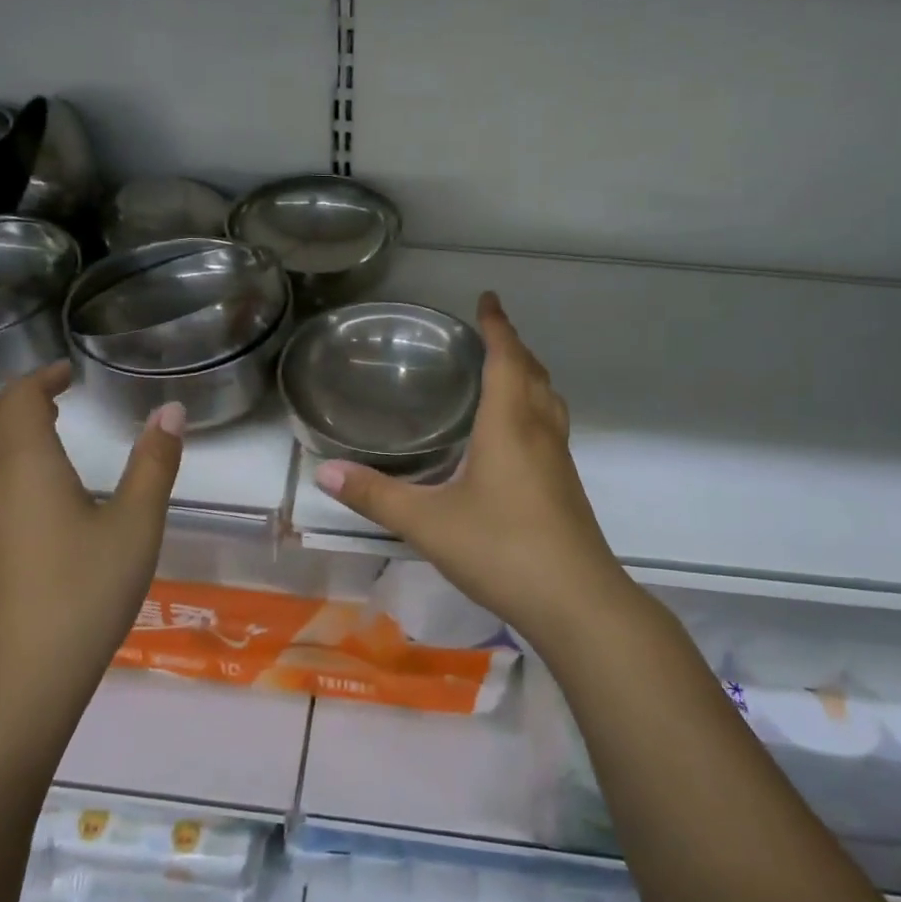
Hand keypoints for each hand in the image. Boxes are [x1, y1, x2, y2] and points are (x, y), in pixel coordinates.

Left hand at [0, 363, 185, 706]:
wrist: (19, 676)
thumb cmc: (85, 591)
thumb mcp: (136, 524)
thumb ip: (154, 463)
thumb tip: (170, 410)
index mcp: (26, 463)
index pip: (21, 397)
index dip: (43, 377)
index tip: (70, 373)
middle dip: (23, 396)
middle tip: (60, 393)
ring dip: (11, 426)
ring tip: (52, 429)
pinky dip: (6, 457)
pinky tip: (39, 485)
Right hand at [315, 292, 623, 636]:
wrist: (576, 602)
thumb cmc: (501, 549)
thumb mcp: (427, 522)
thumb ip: (375, 495)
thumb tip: (324, 472)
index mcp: (509, 425)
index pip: (506, 358)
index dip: (497, 325)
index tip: (488, 299)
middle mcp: (539, 432)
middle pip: (532, 373)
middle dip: (512, 346)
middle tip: (489, 333)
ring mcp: (558, 461)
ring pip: (547, 401)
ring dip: (528, 376)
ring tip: (504, 373)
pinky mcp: (566, 487)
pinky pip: (550, 427)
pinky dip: (533, 409)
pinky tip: (514, 436)